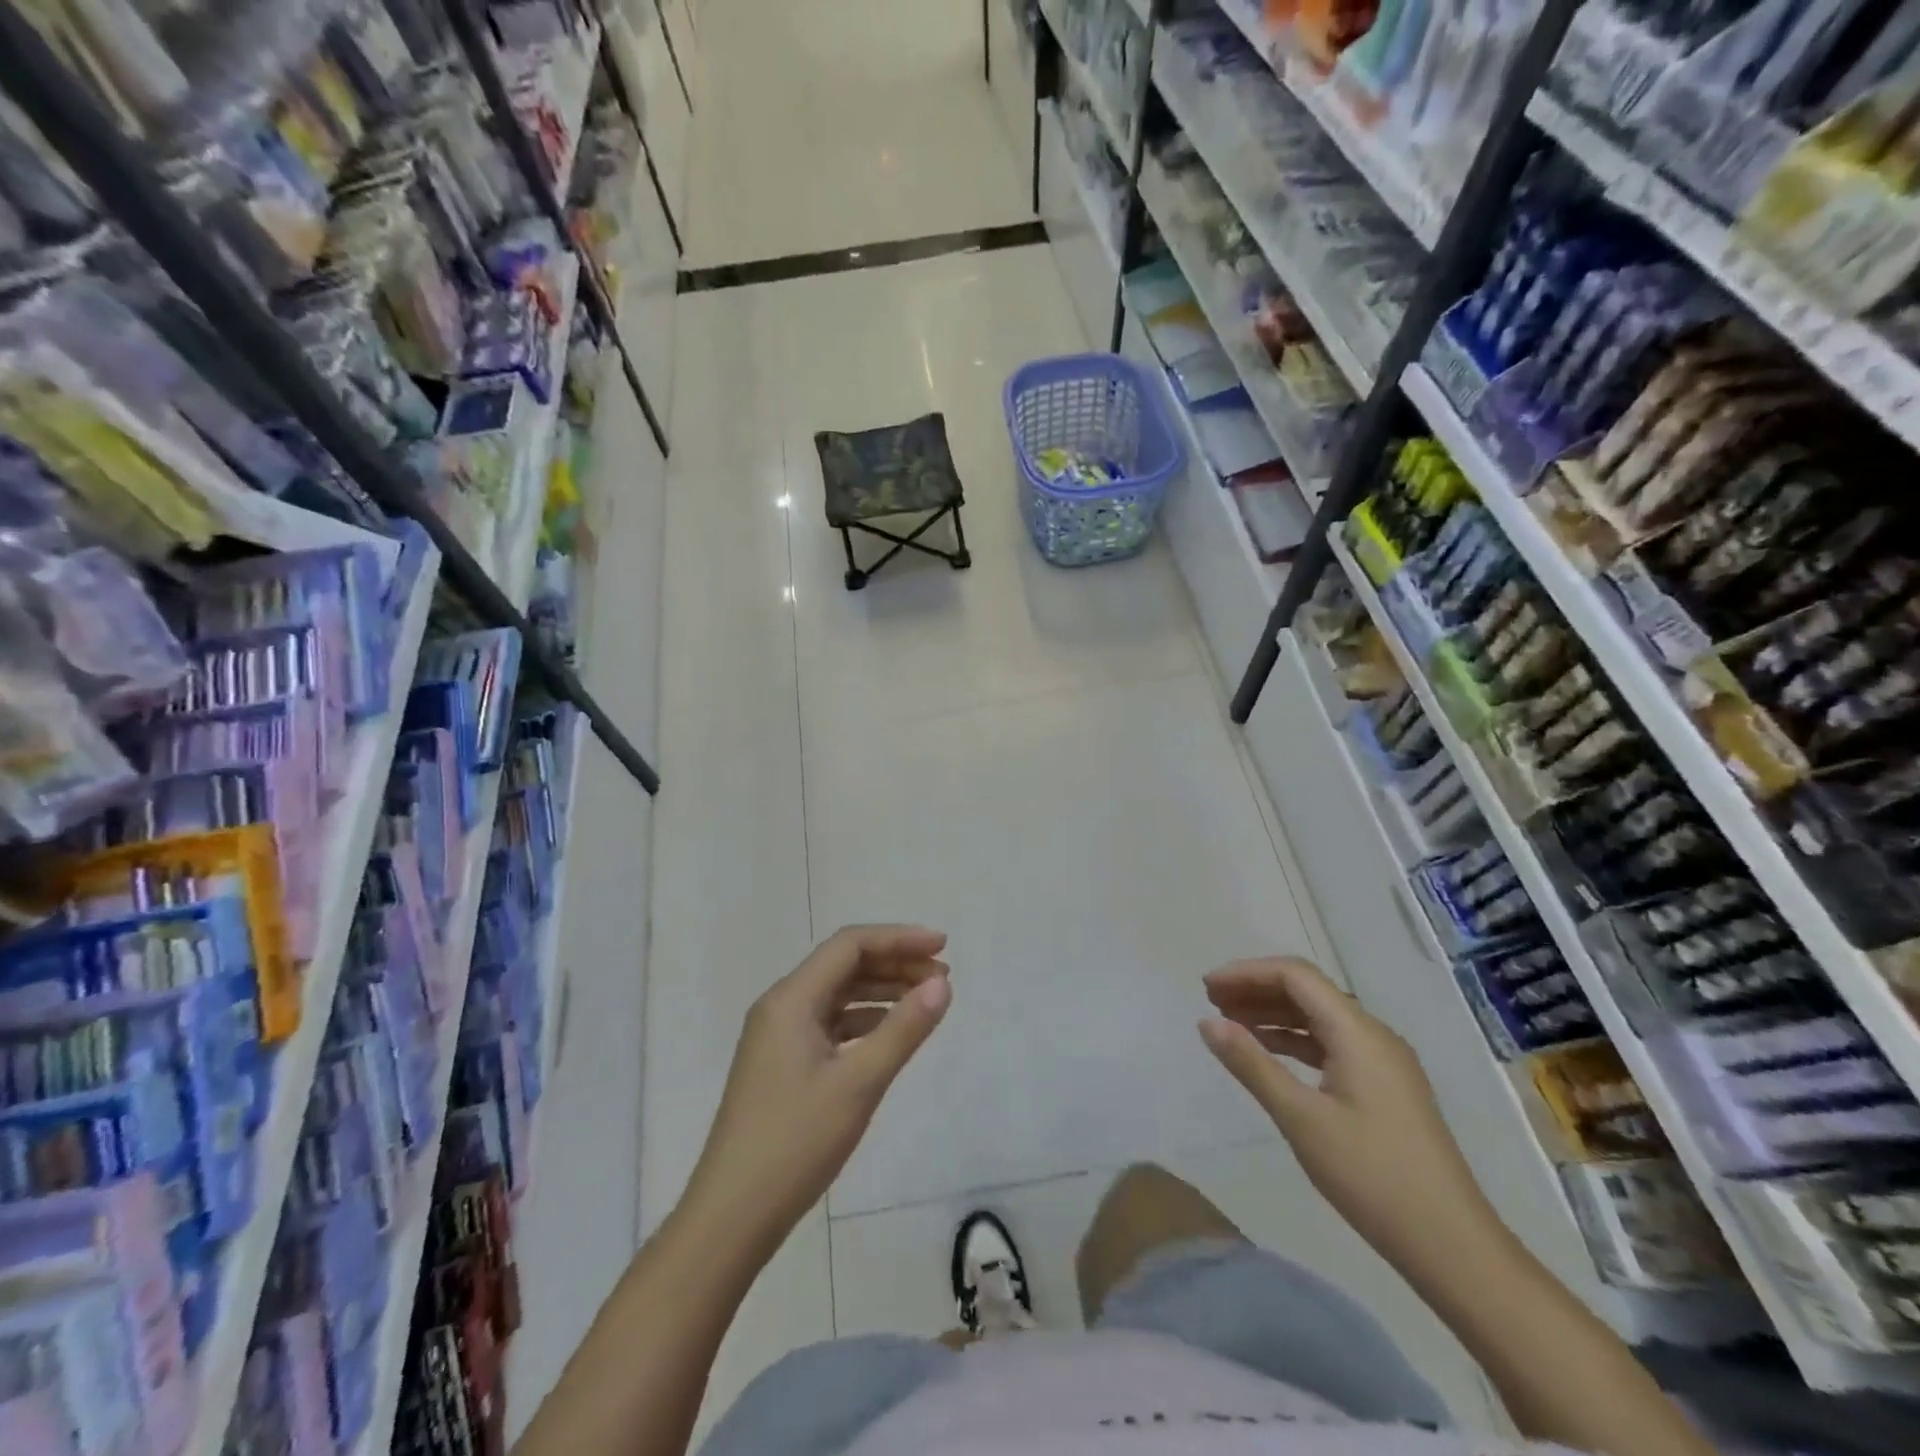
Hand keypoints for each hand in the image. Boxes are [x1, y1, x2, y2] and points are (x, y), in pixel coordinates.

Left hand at [684, 925, 951, 1254]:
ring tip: (925, 1002)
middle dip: (895, 964)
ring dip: (881, 992)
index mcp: (791, 999)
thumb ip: (903, 1029)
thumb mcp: (859, 1083)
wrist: (731, 1217)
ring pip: (837, 995)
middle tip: (942, 979)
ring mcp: (777, 1036)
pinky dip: (863, 1021)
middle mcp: (781, 1007)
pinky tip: (890, 1035)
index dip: (899, 938)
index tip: (943, 947)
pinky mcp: (781, 1064)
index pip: (850, 945)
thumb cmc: (796, 1143)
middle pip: (844, 966)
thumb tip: (941, 986)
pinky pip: (828, 1024)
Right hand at [1198, 957, 1504, 1279]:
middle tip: (1211, 1002)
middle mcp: (1374, 1035)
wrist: (1453, 1247)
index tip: (1207, 988)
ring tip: (1230, 1024)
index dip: (1247, 973)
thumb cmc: (1372, 1177)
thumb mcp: (1301, 1118)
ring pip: (1319, 1018)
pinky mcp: (1385, 1088)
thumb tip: (1207, 1022)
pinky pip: (1331, 1044)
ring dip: (1273, 1014)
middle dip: (1257, 990)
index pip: (1295, 976)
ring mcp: (1383, 1062)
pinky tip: (1269, 1054)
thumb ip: (1251, 1064)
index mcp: (1358, 1032)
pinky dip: (1294, 1041)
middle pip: (1308, 991)